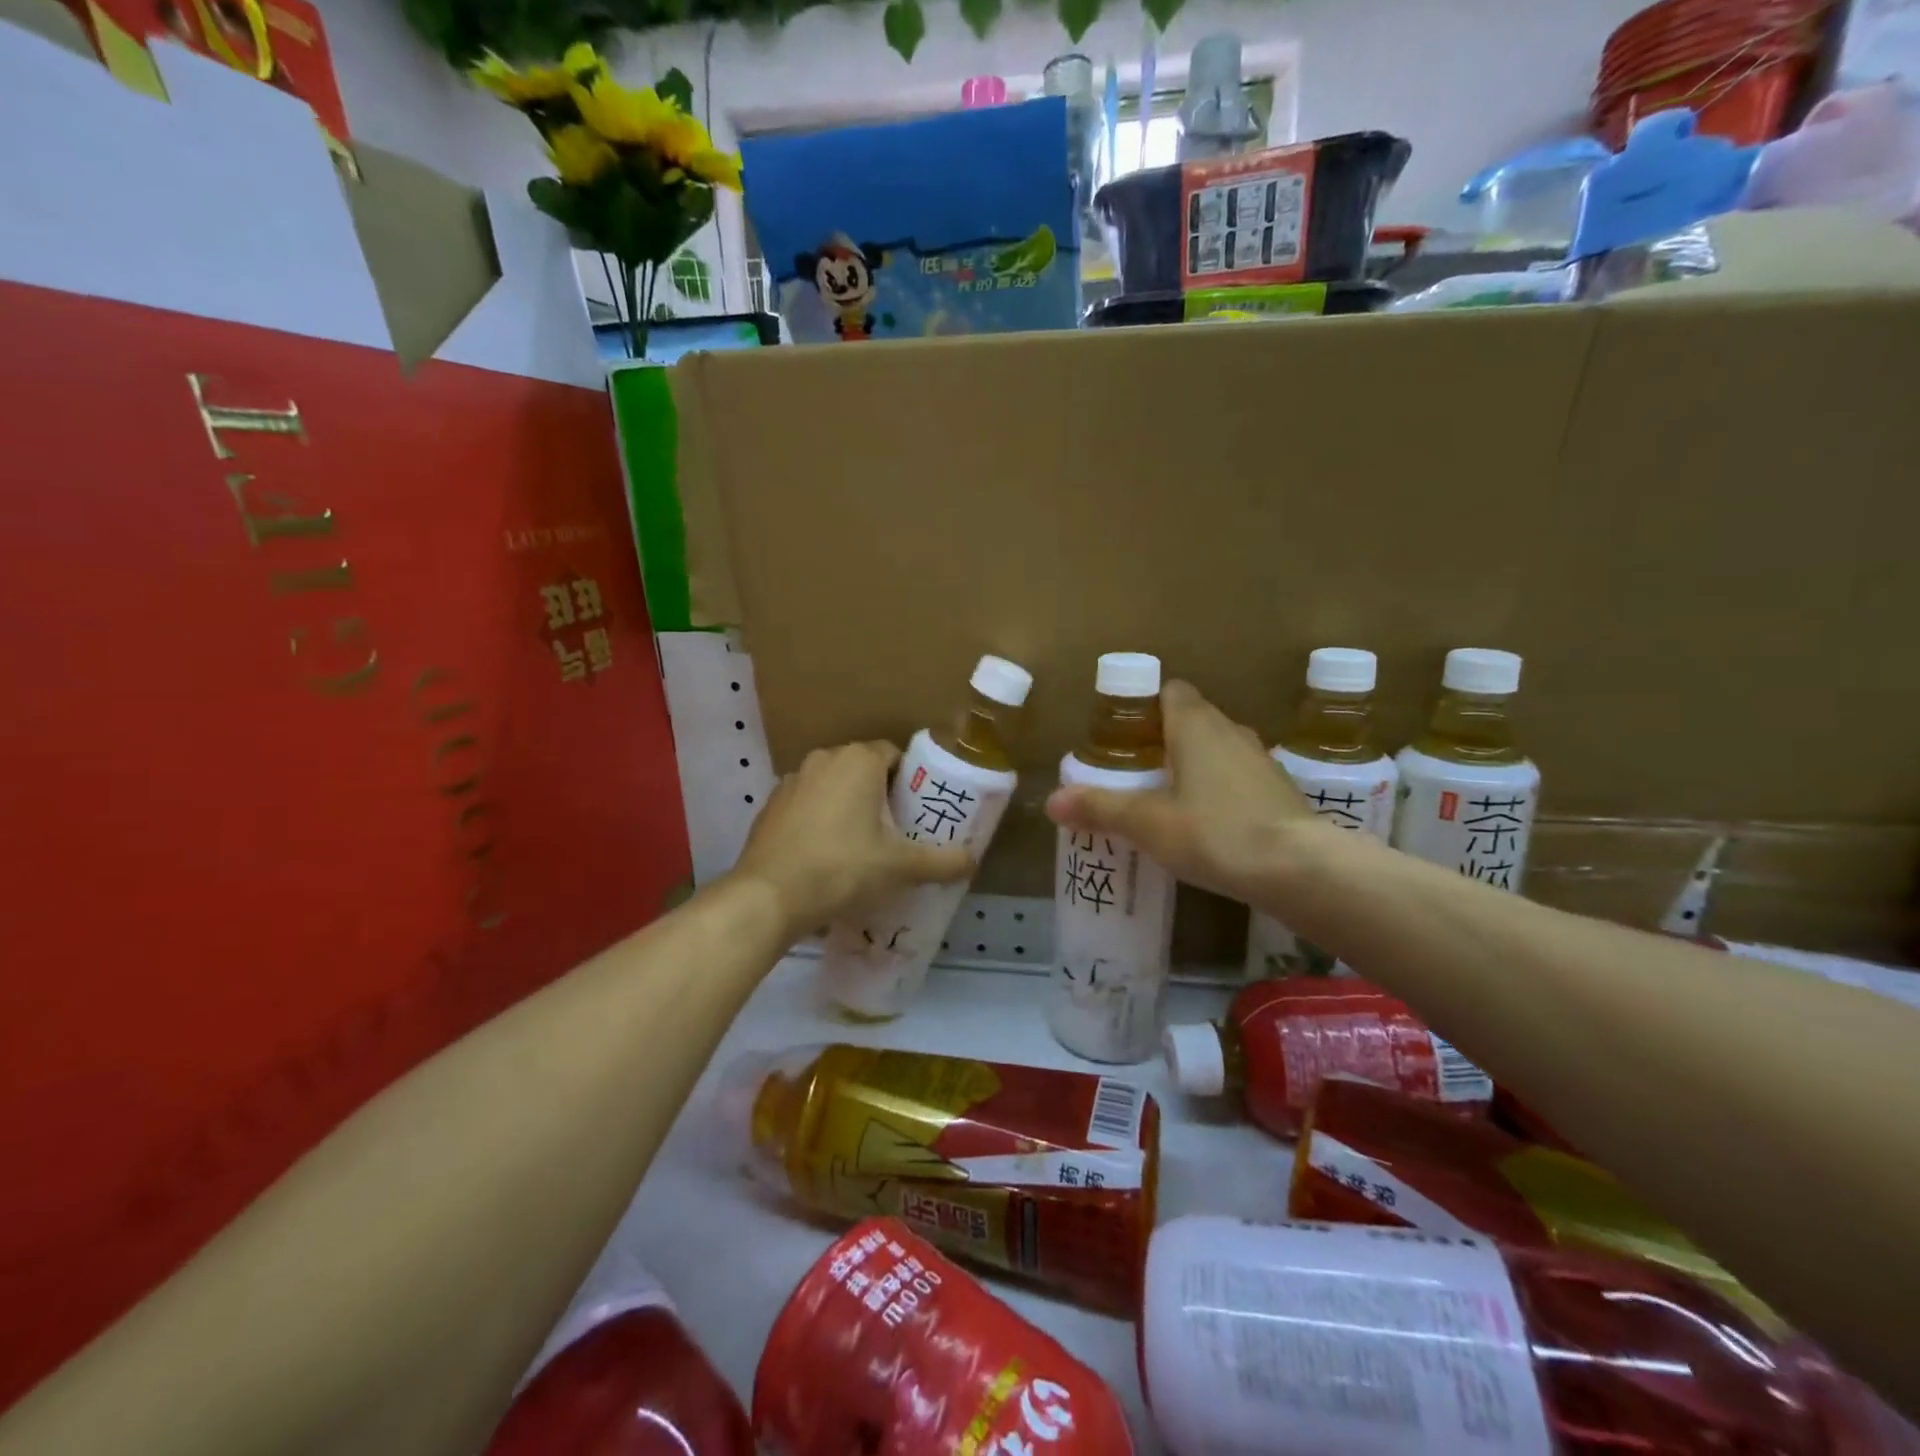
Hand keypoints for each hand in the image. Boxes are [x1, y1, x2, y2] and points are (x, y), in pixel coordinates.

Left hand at [732, 741, 973, 934]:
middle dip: (880, 794)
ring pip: (832, 785)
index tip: (917, 810)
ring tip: (861, 844)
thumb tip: (973, 860)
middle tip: (896, 830)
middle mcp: (823, 759)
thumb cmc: (843, 868)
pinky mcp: (770, 806)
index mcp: (858, 760)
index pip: (894, 755)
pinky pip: (806, 804)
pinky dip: (819, 820)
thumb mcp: (901, 867)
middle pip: (863, 769)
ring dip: (848, 805)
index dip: (910, 780)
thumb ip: (942, 861)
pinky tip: (825, 854)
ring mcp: (791, 781)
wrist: (769, 896)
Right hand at [1045, 680, 1315, 904]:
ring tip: (1168, 796)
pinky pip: (1239, 775)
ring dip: (1195, 762)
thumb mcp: (1148, 824)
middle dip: (1165, 737)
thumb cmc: (1216, 832)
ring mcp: (1261, 759)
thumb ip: (1100, 809)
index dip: (1146, 705)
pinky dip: (1221, 787)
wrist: (1301, 869)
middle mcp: (1231, 730)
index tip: (1125, 733)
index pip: (1171, 691)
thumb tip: (1050, 800)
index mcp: (1195, 725)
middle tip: (1136, 769)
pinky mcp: (1280, 789)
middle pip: (1193, 718)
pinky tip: (1209, 821)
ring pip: (1219, 747)